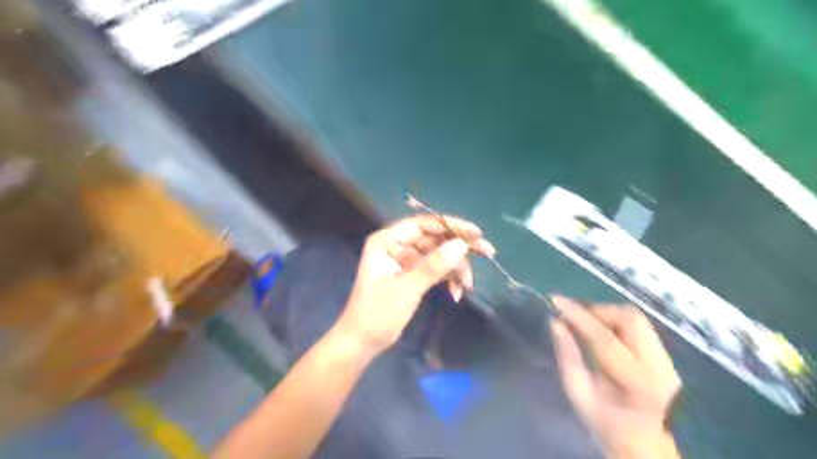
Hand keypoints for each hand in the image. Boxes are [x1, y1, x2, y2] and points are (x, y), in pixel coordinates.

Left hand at [334, 215, 494, 355]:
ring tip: (467, 286)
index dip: (450, 225)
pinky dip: (448, 278)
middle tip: (487, 251)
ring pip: (439, 254)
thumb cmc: (377, 313)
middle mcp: (397, 246)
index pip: (423, 224)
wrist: (363, 342)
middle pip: (434, 237)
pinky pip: (436, 269)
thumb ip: (433, 266)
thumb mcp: (407, 288)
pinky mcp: (412, 274)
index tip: (475, 233)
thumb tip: (461, 245)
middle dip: (459, 247)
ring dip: (455, 268)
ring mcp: (406, 260)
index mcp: (388, 241)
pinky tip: (456, 293)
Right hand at [552, 295, 680, 456]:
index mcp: (636, 384)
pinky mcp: (666, 356)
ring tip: (584, 319)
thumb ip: (567, 355)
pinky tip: (599, 327)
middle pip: (629, 319)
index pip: (604, 339)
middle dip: (595, 309)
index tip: (556, 300)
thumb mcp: (578, 393)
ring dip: (605, 312)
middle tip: (571, 312)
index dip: (578, 315)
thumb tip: (556, 322)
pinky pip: (638, 325)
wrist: (645, 445)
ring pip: (636, 317)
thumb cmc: (605, 424)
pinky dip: (614, 319)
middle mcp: (659, 367)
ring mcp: (667, 360)